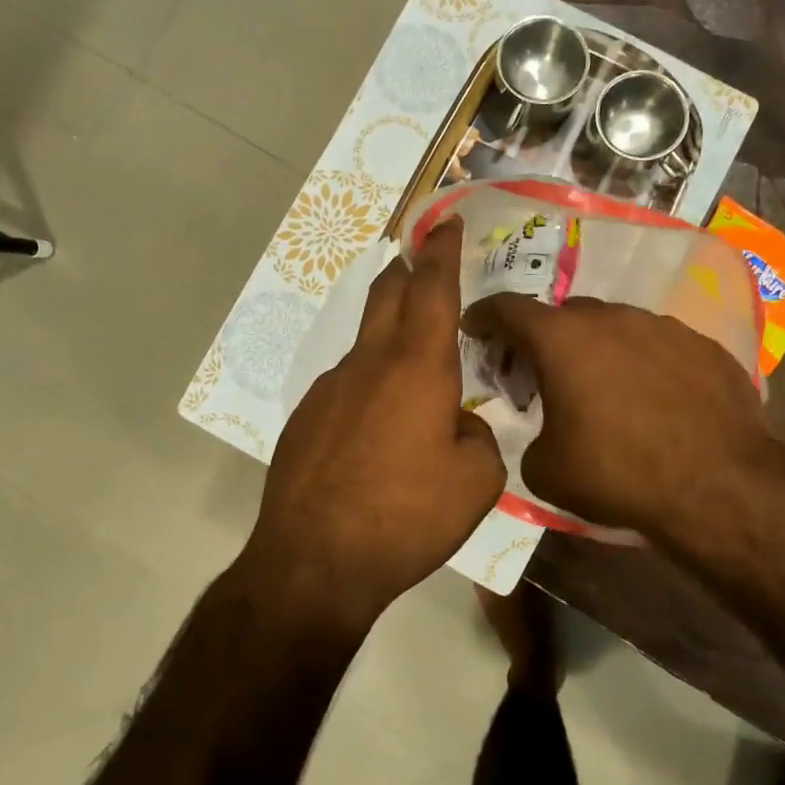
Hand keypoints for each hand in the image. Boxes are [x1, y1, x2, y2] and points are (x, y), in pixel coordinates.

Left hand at [248, 218, 505, 626]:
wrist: (314, 562)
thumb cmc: (406, 516)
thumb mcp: (476, 482)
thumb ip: (478, 438)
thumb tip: (458, 425)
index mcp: (418, 367)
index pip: (433, 288)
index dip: (442, 250)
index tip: (445, 222)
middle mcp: (369, 363)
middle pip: (387, 294)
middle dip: (408, 270)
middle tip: (424, 263)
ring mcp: (329, 388)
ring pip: (366, 344)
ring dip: (390, 338)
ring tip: (413, 375)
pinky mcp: (305, 418)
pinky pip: (346, 386)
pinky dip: (368, 387)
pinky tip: (376, 432)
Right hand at [462, 294, 784, 542]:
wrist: (719, 485)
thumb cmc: (618, 473)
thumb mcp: (546, 470)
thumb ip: (529, 437)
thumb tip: (545, 432)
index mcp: (561, 339)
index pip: (507, 308)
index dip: (483, 315)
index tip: (474, 327)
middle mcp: (610, 318)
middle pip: (563, 315)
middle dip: (545, 337)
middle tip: (541, 370)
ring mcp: (661, 326)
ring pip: (614, 326)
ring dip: (598, 348)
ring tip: (603, 387)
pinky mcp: (701, 345)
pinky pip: (657, 345)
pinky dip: (643, 363)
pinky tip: (653, 399)